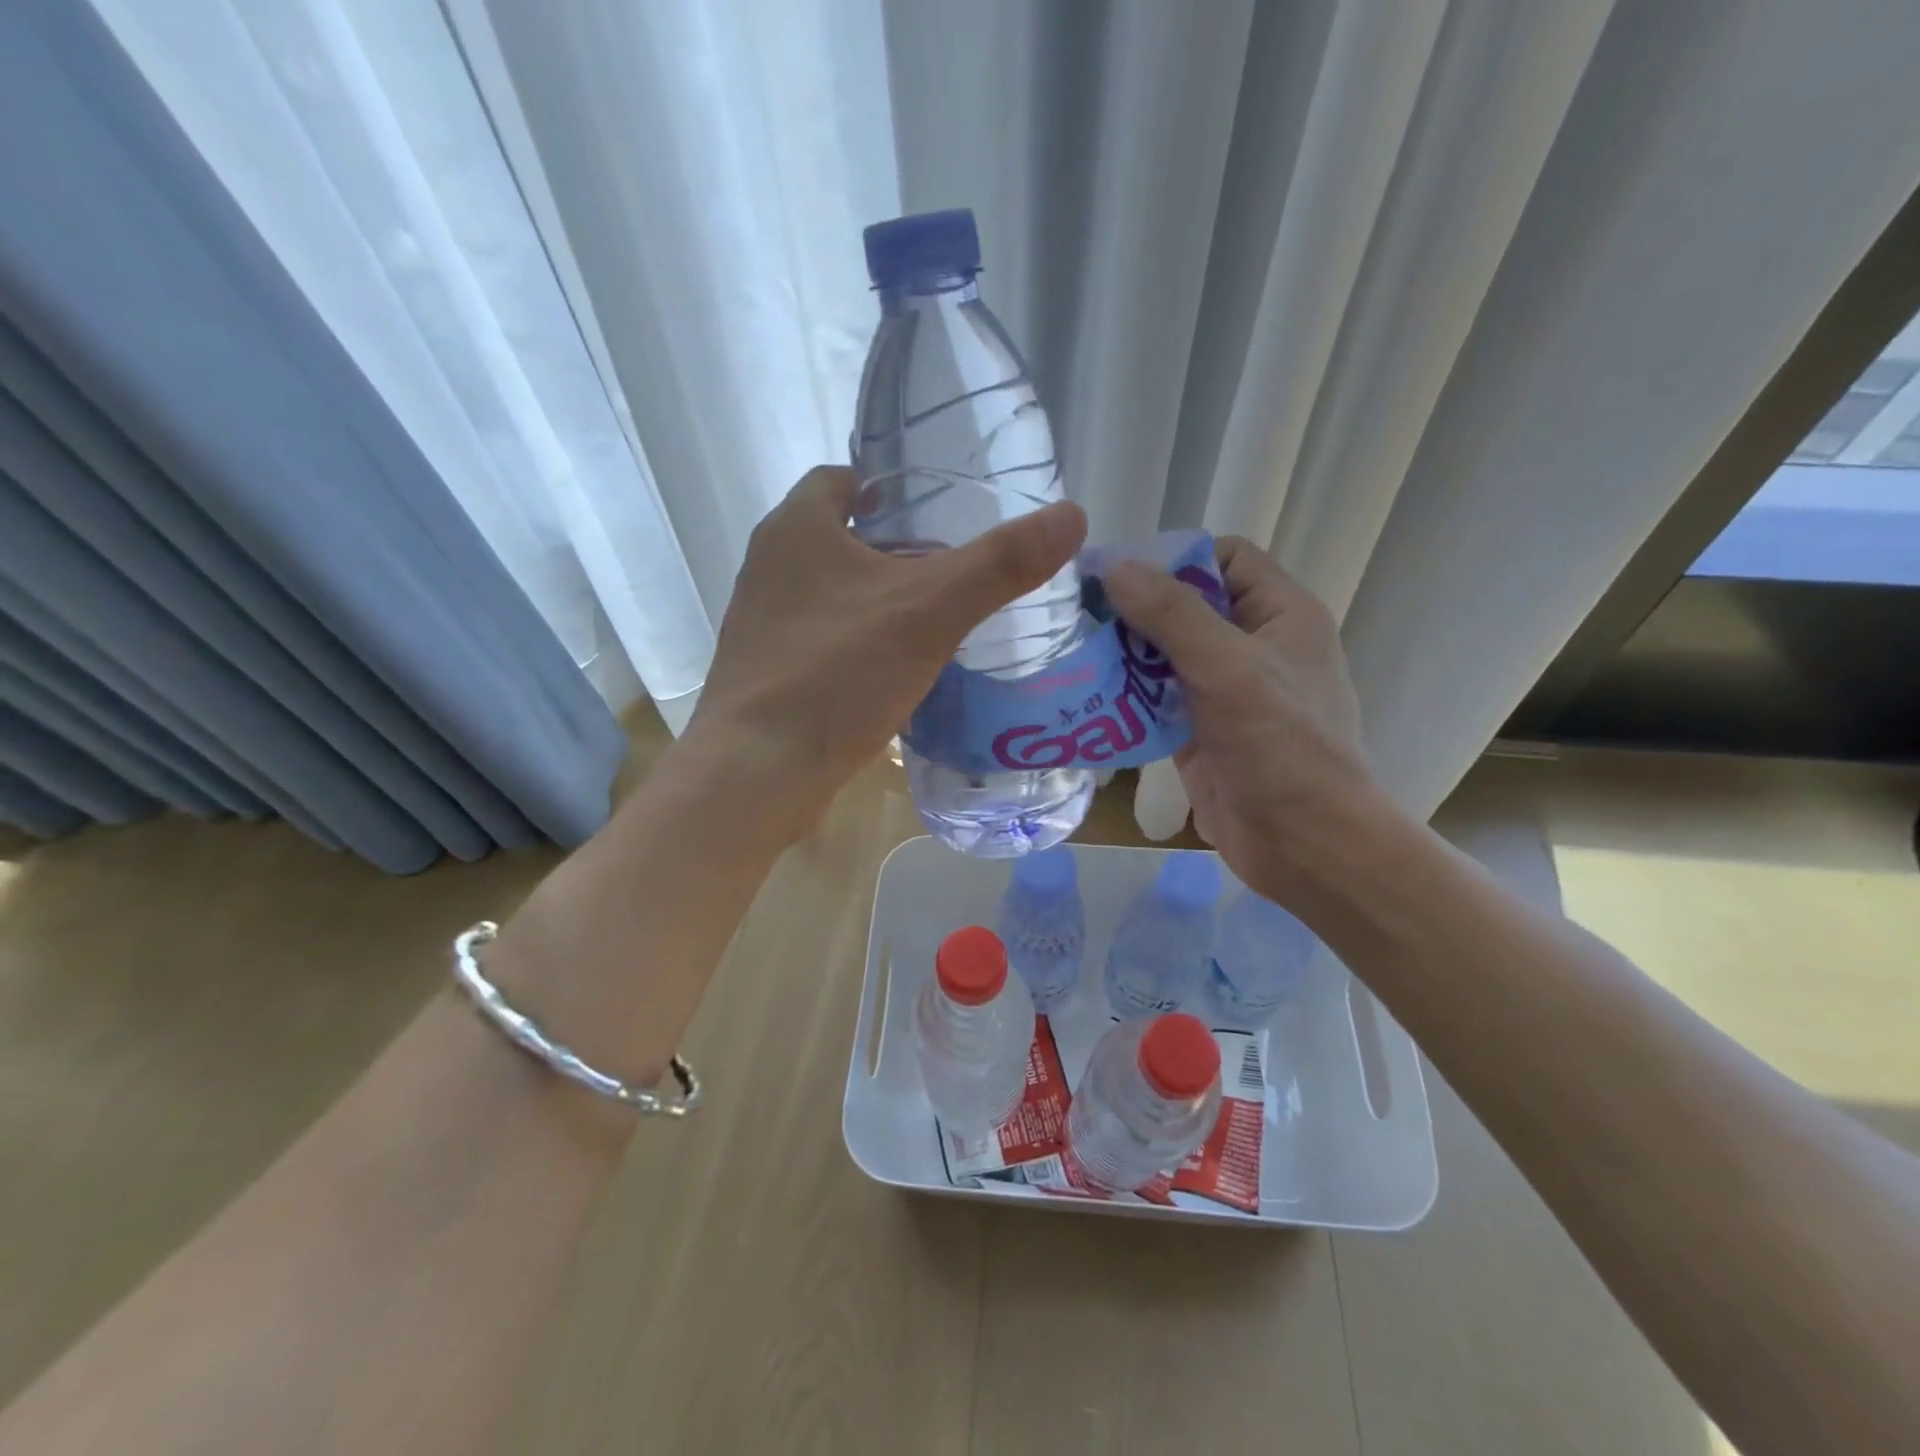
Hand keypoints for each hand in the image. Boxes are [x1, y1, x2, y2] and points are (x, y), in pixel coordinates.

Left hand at [689, 466, 1086, 836]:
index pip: (842, 479)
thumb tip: (1072, 515)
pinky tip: (896, 674)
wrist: (756, 773)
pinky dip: (858, 646)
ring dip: (876, 601)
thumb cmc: (837, 674)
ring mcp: (761, 625)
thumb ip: (1000, 564)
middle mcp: (769, 568)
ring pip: (831, 595)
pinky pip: (822, 642)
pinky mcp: (766, 675)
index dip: (889, 486)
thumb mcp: (930, 611)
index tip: (938, 510)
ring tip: (935, 622)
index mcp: (796, 530)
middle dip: (893, 548)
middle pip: (840, 538)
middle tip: (953, 570)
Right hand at [1104, 537, 1377, 900]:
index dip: (1176, 560)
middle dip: (1136, 611)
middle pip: (1187, 607)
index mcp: (1280, 615)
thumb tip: (1115, 566)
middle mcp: (1252, 647)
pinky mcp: (1198, 733)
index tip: (1120, 575)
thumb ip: (1172, 614)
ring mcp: (1224, 693)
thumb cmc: (1281, 745)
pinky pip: (1155, 701)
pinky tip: (1085, 698)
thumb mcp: (1228, 667)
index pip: (1226, 559)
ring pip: (1165, 656)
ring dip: (1123, 656)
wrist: (1303, 844)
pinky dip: (1124, 698)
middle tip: (1078, 615)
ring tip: (1072, 653)